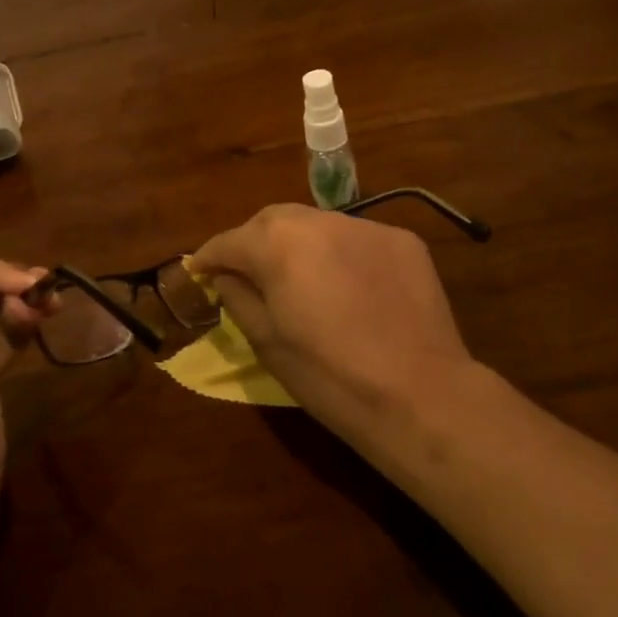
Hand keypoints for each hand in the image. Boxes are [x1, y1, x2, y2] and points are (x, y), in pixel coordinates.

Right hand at [193, 205, 480, 455]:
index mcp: (277, 243)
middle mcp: (319, 220)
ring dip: (299, 245)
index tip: (198, 271)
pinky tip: (348, 287)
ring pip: (317, 225)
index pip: (229, 241)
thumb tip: (226, 276)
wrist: (419, 396)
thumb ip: (237, 297)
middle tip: (247, 273)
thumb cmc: (328, 376)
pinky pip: (357, 240)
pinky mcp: (403, 240)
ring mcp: (366, 226)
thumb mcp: (266, 342)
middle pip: (272, 221)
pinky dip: (342, 255)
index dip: (209, 257)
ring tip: (301, 280)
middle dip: (253, 243)